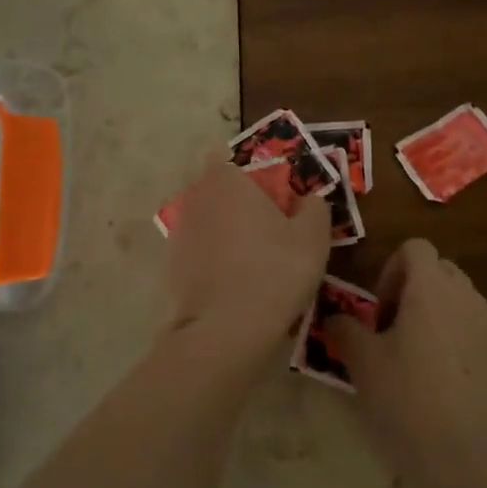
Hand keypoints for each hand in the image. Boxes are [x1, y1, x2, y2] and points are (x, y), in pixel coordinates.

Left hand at [164, 155, 329, 372]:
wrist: (224, 331)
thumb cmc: (274, 272)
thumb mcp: (313, 238)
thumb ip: (314, 207)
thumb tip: (308, 198)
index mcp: (228, 181)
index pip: (227, 157)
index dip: (248, 172)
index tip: (269, 193)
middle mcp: (197, 198)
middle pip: (216, 189)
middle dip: (236, 201)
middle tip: (267, 227)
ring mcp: (180, 232)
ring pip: (206, 220)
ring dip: (224, 231)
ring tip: (252, 260)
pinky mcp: (172, 265)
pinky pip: (198, 250)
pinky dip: (212, 259)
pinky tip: (233, 283)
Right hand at [326, 240, 486, 487]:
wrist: (471, 455)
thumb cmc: (408, 398)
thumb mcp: (362, 362)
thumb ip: (344, 329)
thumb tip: (334, 318)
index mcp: (430, 288)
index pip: (415, 247)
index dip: (391, 269)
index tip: (378, 310)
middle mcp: (466, 296)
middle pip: (440, 271)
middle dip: (414, 290)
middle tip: (393, 330)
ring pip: (460, 302)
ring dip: (437, 316)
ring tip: (417, 359)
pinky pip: (476, 334)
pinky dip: (458, 344)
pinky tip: (445, 385)